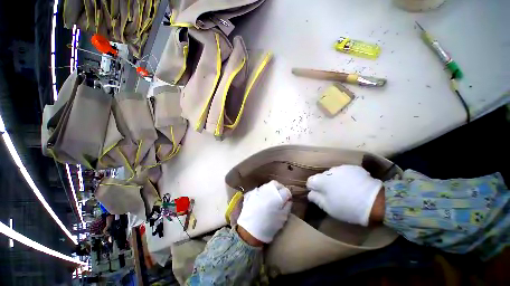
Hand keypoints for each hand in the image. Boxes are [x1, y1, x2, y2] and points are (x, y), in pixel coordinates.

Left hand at [237, 180, 291, 243]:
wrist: (249, 231)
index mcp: (277, 196)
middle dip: (280, 188)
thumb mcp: (282, 218)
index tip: (288, 200)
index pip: (286, 191)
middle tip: (280, 195)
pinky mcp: (251, 193)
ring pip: (267, 185)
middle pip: (276, 184)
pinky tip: (262, 199)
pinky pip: (259, 189)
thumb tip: (288, 200)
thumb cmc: (269, 226)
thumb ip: (287, 207)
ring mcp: (258, 190)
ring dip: (271, 189)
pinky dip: (263, 192)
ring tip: (271, 197)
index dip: (288, 195)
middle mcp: (268, 190)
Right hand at [306, 165, 382, 225]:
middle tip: (333, 194)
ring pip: (332, 173)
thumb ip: (316, 199)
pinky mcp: (353, 167)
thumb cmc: (347, 207)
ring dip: (334, 179)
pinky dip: (345, 177)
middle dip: (324, 183)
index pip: (310, 181)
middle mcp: (329, 171)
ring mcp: (341, 168)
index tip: (319, 195)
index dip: (313, 188)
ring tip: (344, 189)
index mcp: (321, 181)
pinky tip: (353, 184)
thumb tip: (310, 193)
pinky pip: (344, 172)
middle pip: (321, 176)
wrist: (375, 201)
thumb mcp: (328, 208)